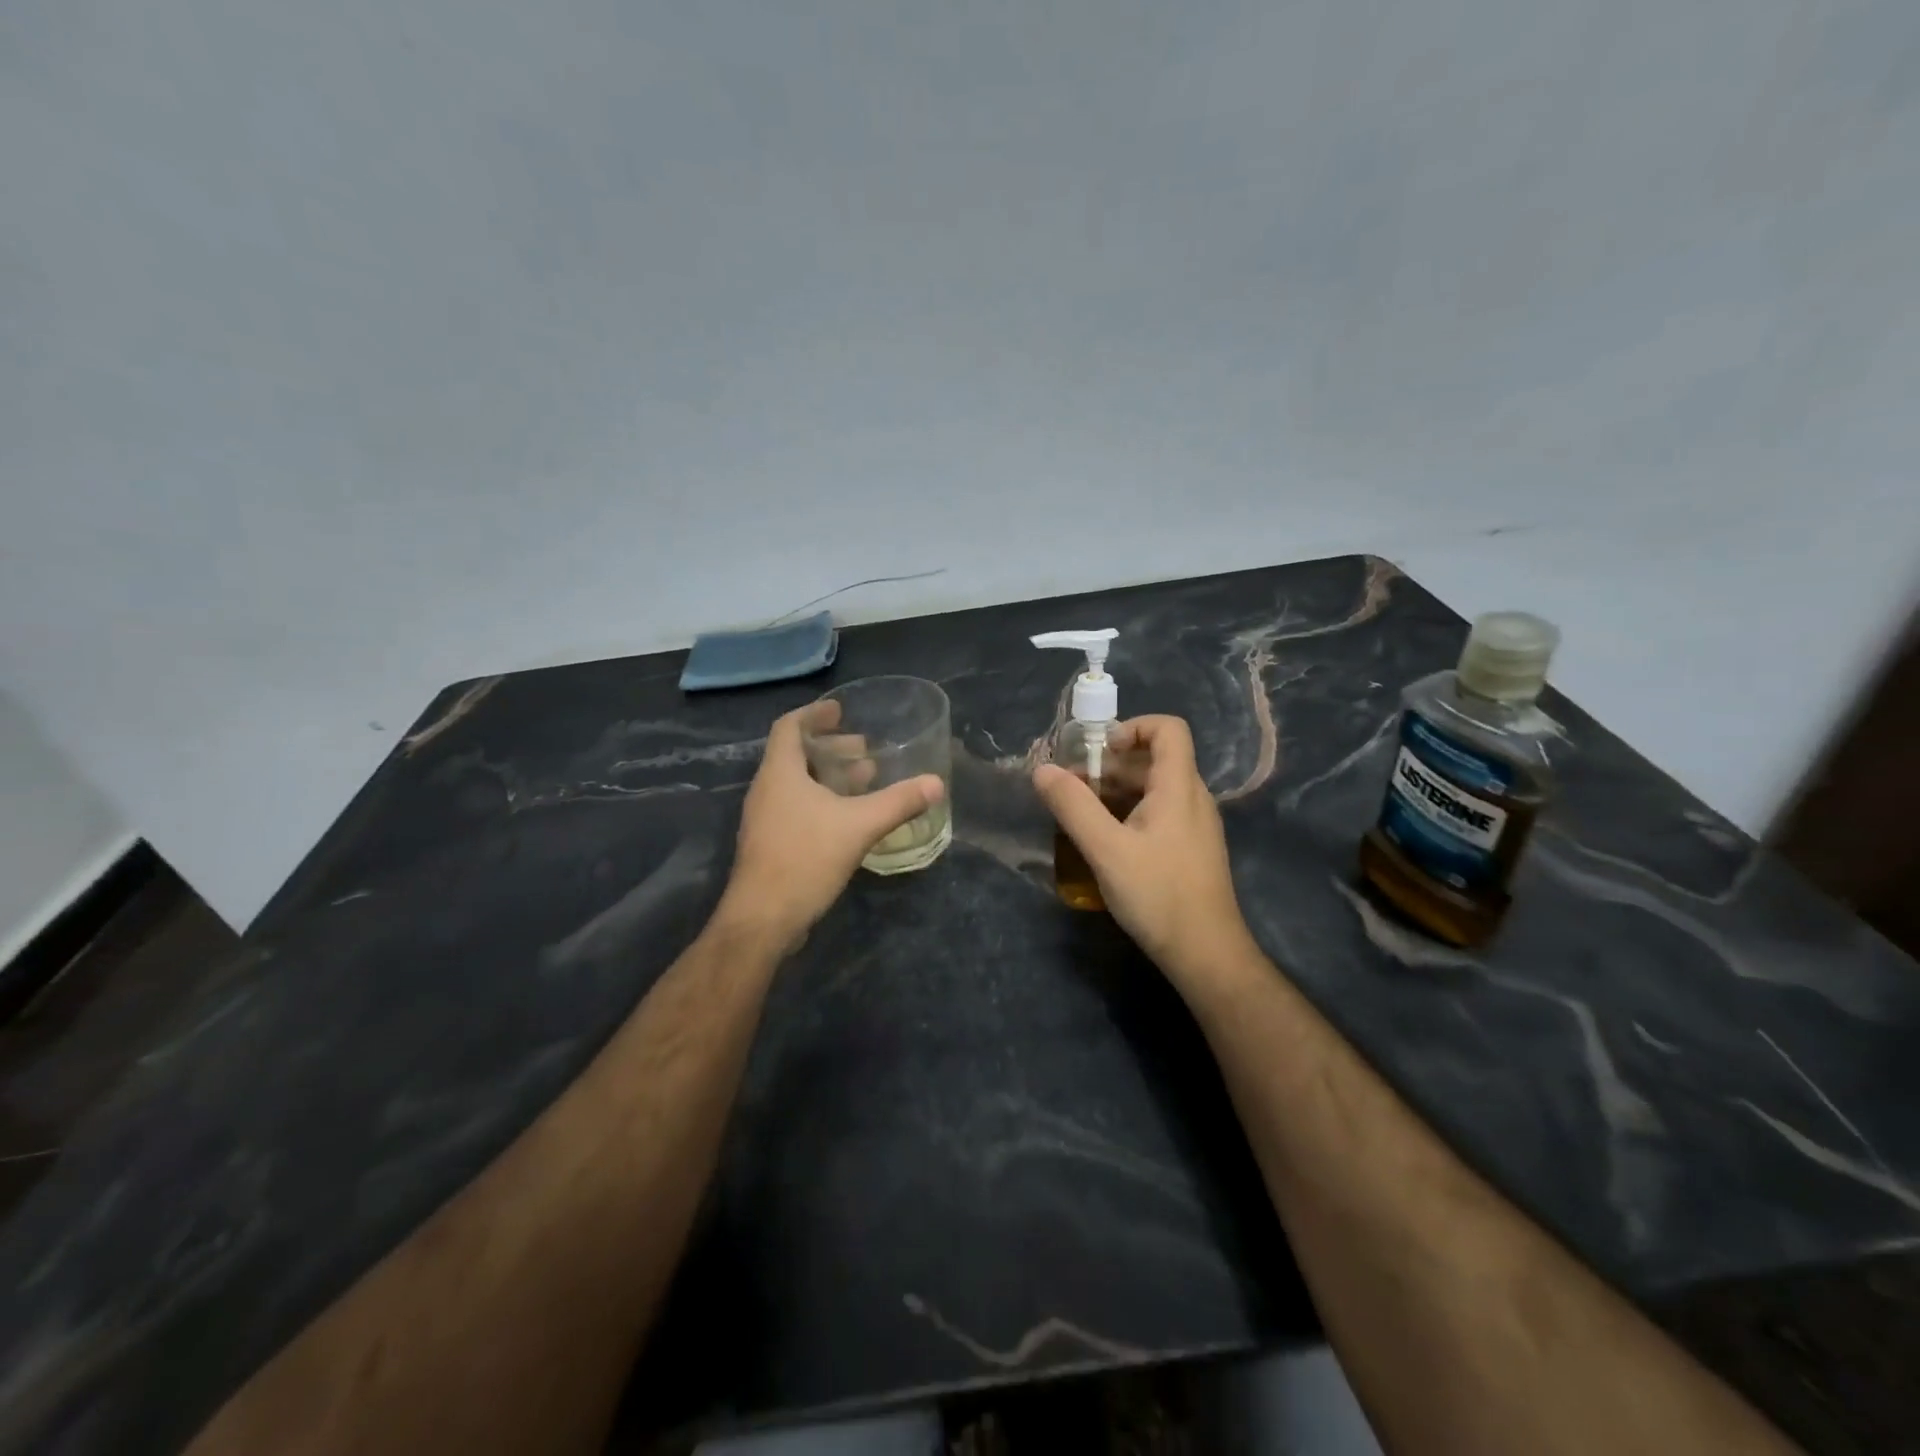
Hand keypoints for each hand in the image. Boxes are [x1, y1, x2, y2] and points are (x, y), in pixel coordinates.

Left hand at [717, 702, 944, 951]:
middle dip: (831, 747)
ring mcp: (766, 819)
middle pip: (796, 754)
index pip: (789, 727)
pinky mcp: (771, 844)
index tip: (841, 711)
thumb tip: (936, 783)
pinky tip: (850, 817)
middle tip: (864, 749)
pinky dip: (823, 800)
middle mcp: (767, 790)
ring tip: (865, 779)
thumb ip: (898, 802)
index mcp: (780, 773)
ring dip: (829, 775)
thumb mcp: (859, 826)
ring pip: (798, 783)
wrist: (762, 920)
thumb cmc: (805, 859)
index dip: (814, 714)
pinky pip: (797, 807)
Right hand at [1033, 715, 1256, 983]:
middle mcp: (1193, 798)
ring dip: (1116, 790)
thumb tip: (1043, 770)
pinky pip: (1159, 812)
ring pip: (1154, 788)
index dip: (1132, 727)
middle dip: (1111, 764)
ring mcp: (1195, 825)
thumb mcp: (1106, 850)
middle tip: (1073, 786)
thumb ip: (1073, 806)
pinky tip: (1104, 839)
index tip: (1098, 751)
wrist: (1206, 954)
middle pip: (1155, 758)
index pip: (1169, 728)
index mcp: (1179, 788)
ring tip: (1080, 813)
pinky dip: (1129, 812)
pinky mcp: (1190, 848)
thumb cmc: (1158, 895)